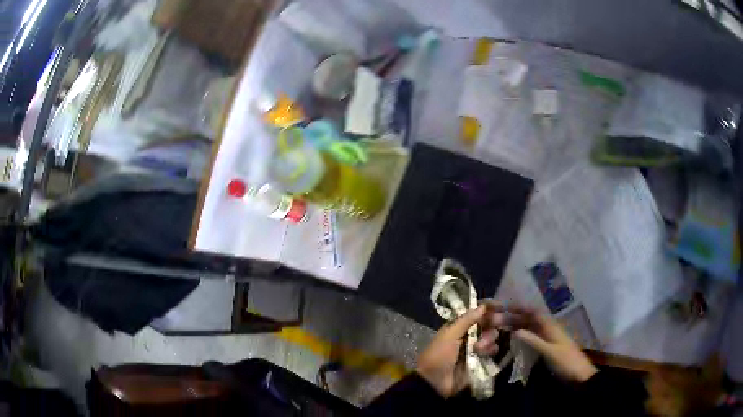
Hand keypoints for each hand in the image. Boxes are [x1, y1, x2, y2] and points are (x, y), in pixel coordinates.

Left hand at [416, 306, 489, 397]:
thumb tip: (483, 306)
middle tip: (495, 325)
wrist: (435, 382)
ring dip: (488, 339)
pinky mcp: (481, 360)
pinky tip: (484, 354)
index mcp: (458, 326)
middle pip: (488, 323)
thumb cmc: (439, 355)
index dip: (488, 308)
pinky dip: (491, 350)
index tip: (500, 306)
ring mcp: (476, 348)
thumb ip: (466, 320)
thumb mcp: (449, 335)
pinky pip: (492, 350)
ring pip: (492, 336)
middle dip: (491, 324)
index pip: (476, 312)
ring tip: (479, 348)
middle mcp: (469, 335)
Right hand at [496, 305, 597, 382]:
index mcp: (551, 326)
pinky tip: (514, 339)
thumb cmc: (565, 361)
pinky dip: (523, 336)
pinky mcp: (548, 348)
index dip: (520, 307)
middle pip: (530, 319)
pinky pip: (533, 337)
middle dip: (515, 317)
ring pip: (531, 328)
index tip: (504, 306)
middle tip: (497, 319)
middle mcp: (549, 329)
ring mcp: (549, 339)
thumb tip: (515, 330)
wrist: (579, 375)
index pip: (533, 312)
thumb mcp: (549, 352)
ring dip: (518, 326)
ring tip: (502, 327)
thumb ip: (533, 340)